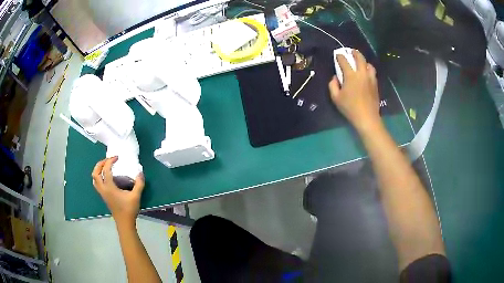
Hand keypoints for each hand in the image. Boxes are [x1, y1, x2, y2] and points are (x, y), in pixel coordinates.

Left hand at [92, 156, 144, 226]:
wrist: (124, 222)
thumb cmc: (129, 209)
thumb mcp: (136, 196)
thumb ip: (139, 183)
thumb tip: (140, 172)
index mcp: (109, 187)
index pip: (106, 170)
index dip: (110, 161)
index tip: (117, 158)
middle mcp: (103, 189)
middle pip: (95, 173)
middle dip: (100, 164)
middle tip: (108, 160)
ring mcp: (102, 193)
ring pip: (94, 178)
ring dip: (98, 170)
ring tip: (105, 166)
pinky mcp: (103, 196)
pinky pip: (97, 183)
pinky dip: (99, 176)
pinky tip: (106, 177)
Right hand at [329, 49, 380, 132]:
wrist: (367, 118)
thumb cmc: (350, 108)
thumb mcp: (336, 98)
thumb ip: (332, 85)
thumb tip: (335, 78)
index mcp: (351, 76)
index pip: (344, 61)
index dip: (340, 57)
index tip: (337, 55)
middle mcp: (362, 74)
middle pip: (360, 58)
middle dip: (354, 53)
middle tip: (351, 51)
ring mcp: (370, 79)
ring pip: (369, 65)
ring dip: (364, 61)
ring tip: (361, 63)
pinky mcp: (375, 85)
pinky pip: (372, 73)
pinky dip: (369, 70)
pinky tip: (366, 73)